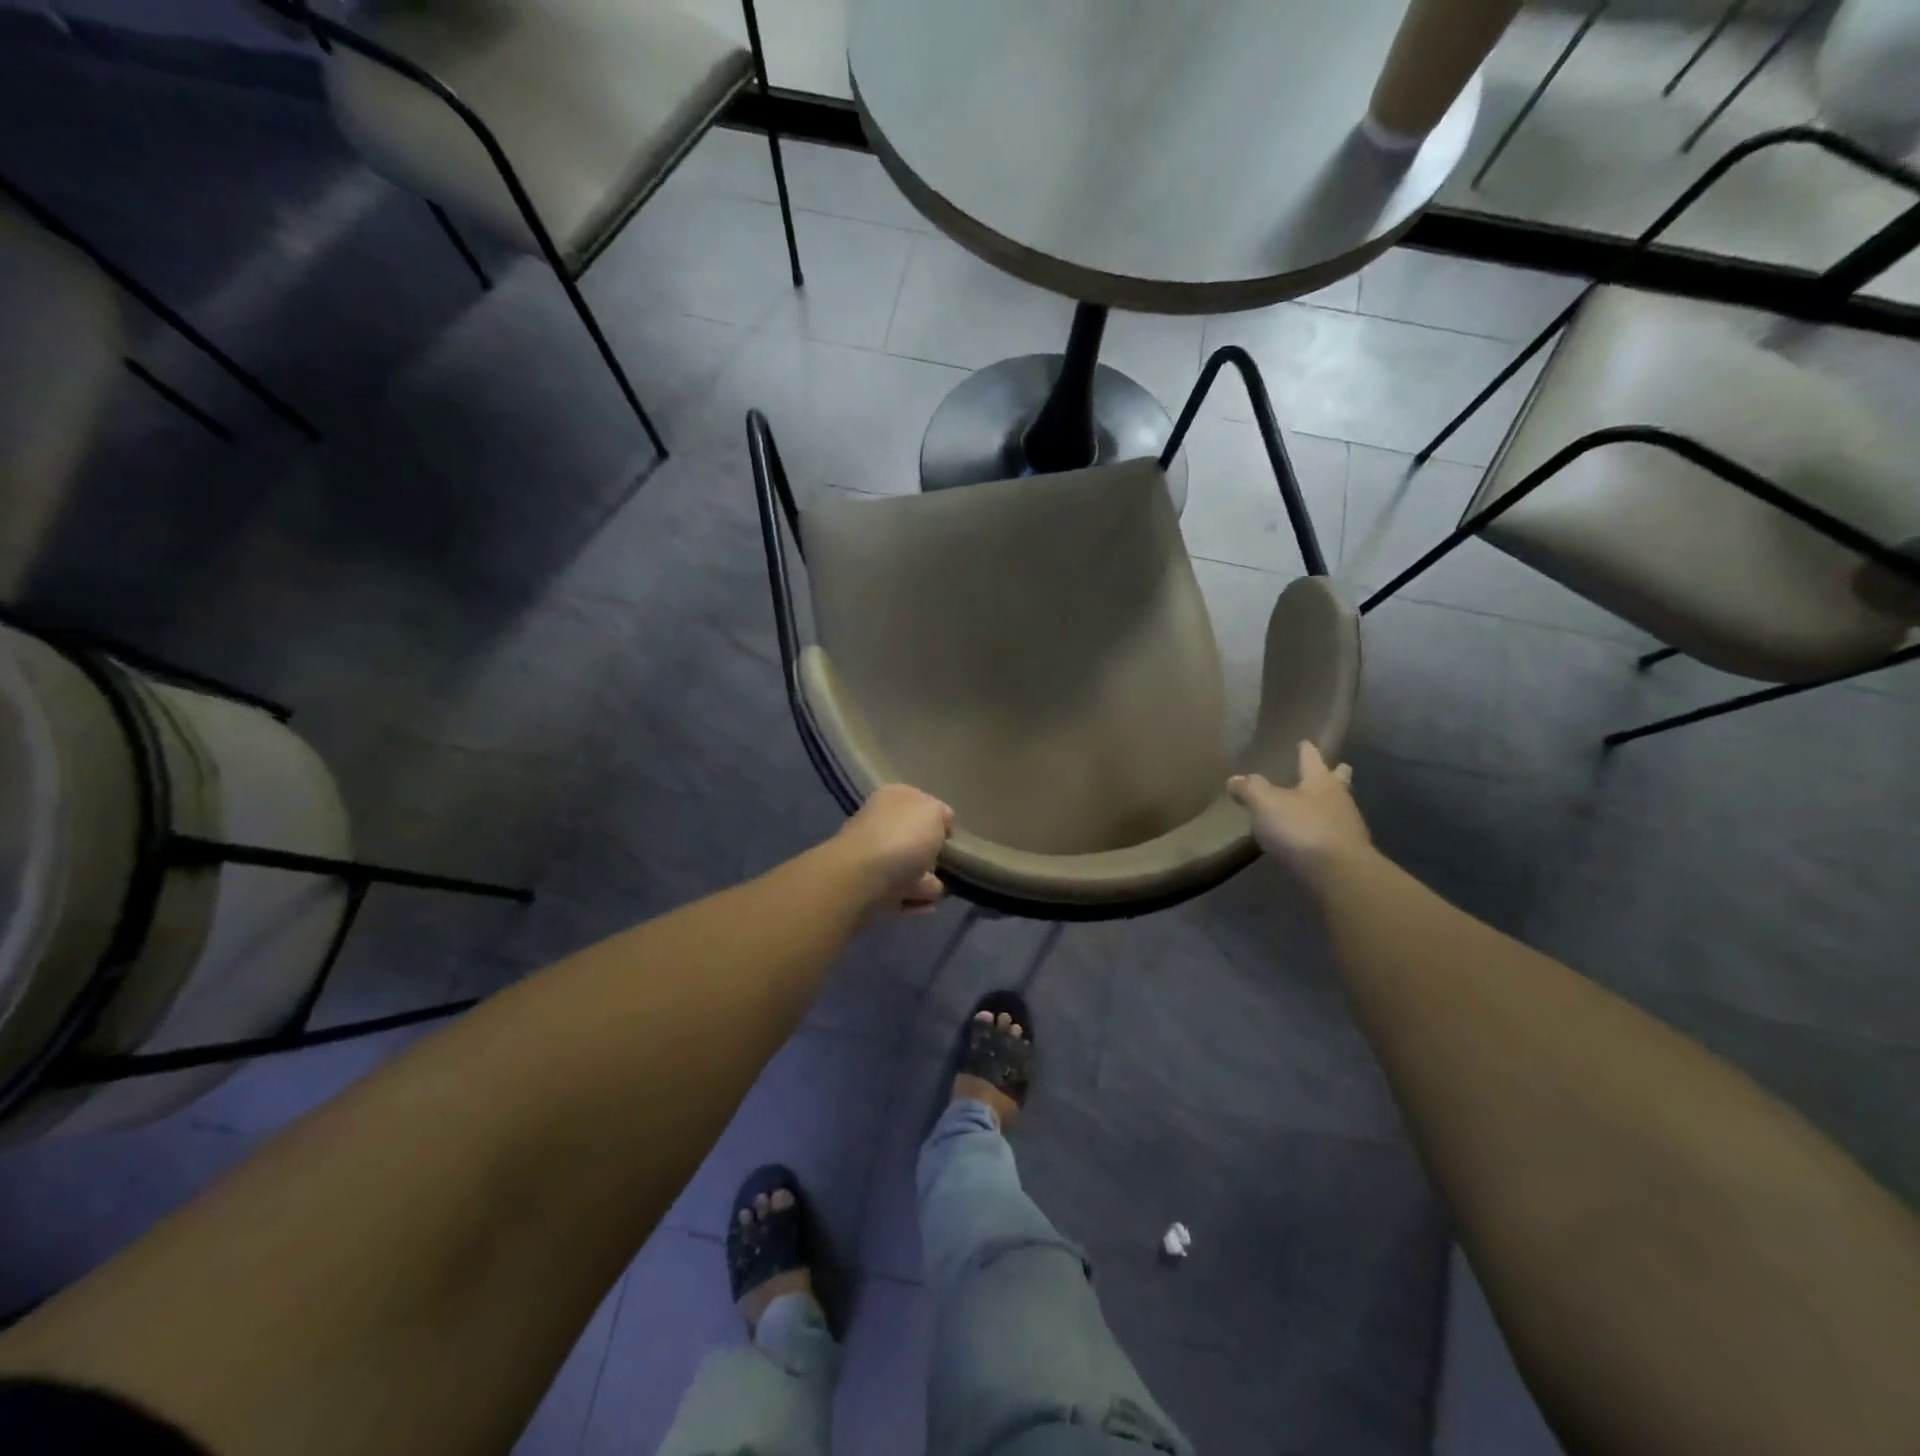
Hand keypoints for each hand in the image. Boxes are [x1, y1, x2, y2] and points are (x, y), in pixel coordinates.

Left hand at [831, 783, 953, 914]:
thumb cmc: (903, 837)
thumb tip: (940, 826)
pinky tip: (927, 905)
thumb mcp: (934, 812)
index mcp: (893, 798)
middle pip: (912, 838)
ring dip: (925, 880)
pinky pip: (900, 893)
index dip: (938, 819)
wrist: (862, 879)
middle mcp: (880, 823)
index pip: (920, 803)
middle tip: (946, 865)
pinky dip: (914, 900)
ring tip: (936, 890)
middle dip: (931, 853)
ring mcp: (873, 857)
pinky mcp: (870, 888)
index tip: (950, 836)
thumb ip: (941, 815)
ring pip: (907, 867)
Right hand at [1228, 742, 1370, 887]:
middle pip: (1338, 781)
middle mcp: (1339, 799)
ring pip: (1340, 807)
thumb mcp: (1266, 804)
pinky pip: (1335, 834)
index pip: (1312, 758)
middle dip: (1335, 774)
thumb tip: (1234, 778)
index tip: (1305, 742)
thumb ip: (1250, 789)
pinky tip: (1315, 838)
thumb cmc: (1301, 828)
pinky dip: (1326, 832)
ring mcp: (1348, 827)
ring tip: (1317, 806)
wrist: (1338, 873)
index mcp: (1320, 781)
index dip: (1306, 750)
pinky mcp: (1349, 853)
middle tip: (1336, 768)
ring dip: (1331, 805)